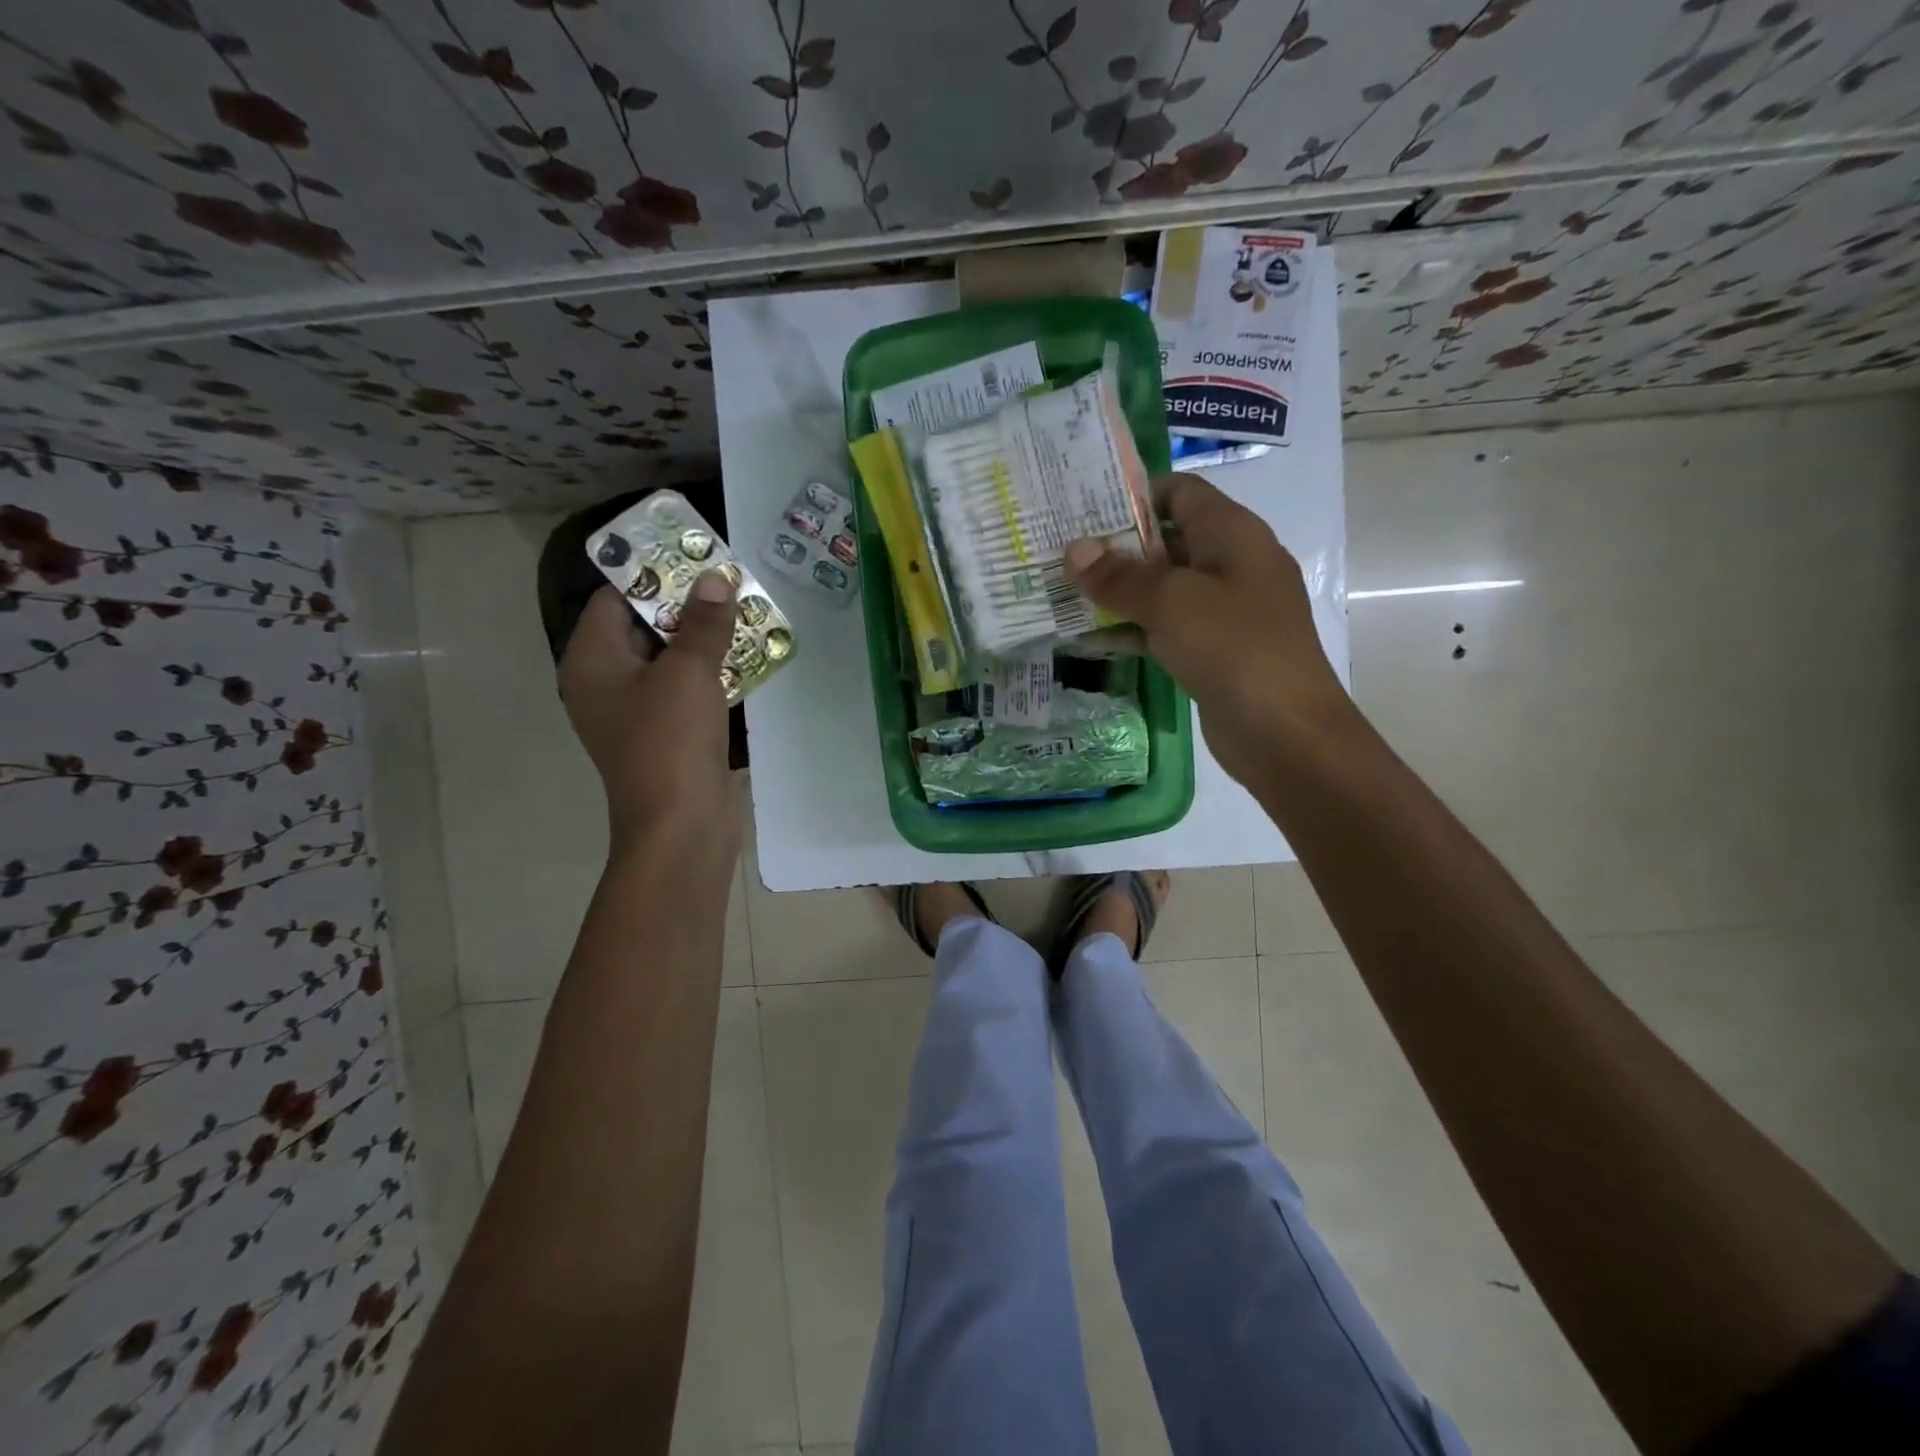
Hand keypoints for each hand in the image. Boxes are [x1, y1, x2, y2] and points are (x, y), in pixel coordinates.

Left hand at [557, 575, 739, 857]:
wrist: (681, 826)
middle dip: (686, 605)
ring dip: (703, 640)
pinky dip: (709, 674)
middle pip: (642, 627)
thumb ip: (704, 623)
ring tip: (744, 612)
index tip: (693, 555)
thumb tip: (716, 579)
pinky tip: (746, 660)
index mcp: (592, 662)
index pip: (613, 599)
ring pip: (668, 661)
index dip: (652, 574)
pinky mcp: (666, 736)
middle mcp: (606, 683)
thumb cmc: (671, 741)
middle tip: (728, 581)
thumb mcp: (688, 672)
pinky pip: (685, 691)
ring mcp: (636, 713)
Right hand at [1065, 472, 1354, 786]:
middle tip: (1061, 552)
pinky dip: (1131, 628)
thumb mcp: (1171, 602)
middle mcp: (1230, 564)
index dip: (1133, 494)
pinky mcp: (1212, 650)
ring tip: (1063, 591)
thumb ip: (1119, 576)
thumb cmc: (1233, 647)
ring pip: (1162, 588)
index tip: (1082, 508)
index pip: (1180, 492)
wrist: (1284, 731)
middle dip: (1115, 546)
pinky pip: (1165, 627)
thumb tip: (1074, 550)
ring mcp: (1222, 611)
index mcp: (1232, 534)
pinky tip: (1089, 637)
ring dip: (1118, 591)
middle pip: (1166, 540)